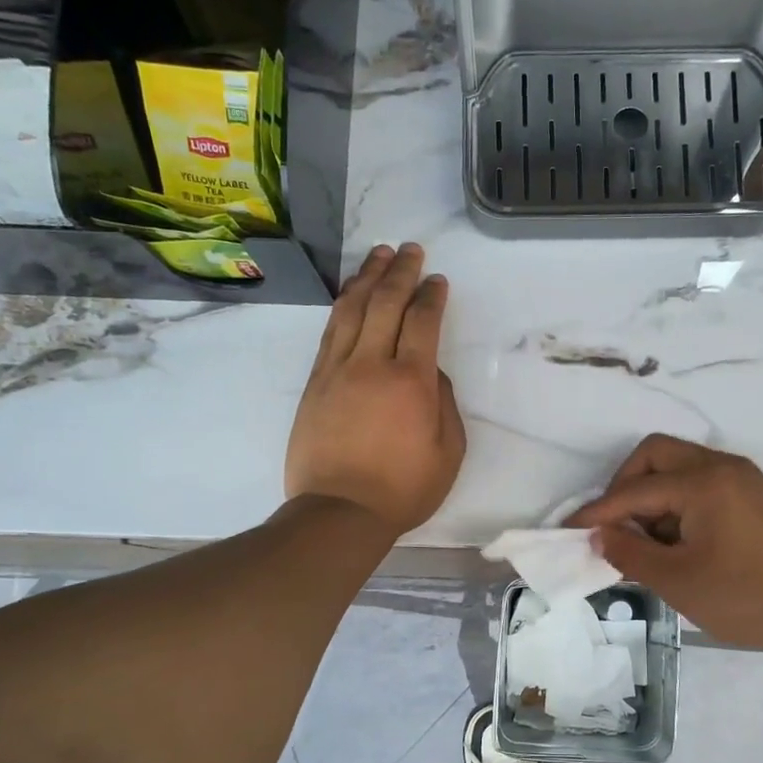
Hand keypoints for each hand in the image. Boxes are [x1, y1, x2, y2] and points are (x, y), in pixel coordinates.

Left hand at [286, 243, 465, 535]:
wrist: (339, 511)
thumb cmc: (403, 489)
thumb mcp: (448, 452)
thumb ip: (444, 403)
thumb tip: (430, 371)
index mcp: (411, 381)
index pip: (422, 321)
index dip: (431, 296)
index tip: (438, 280)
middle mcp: (372, 364)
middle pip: (385, 303)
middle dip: (401, 271)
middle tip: (411, 251)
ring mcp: (337, 370)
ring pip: (351, 309)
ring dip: (367, 278)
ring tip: (378, 255)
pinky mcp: (315, 383)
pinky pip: (329, 332)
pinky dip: (342, 306)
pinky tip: (350, 295)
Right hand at [568, 435, 762, 656]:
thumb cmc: (746, 598)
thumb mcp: (677, 580)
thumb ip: (629, 552)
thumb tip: (598, 535)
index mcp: (702, 482)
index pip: (633, 490)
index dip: (597, 512)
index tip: (568, 529)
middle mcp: (721, 466)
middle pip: (655, 455)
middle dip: (625, 487)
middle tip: (615, 528)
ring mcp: (741, 478)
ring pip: (678, 468)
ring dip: (652, 496)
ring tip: (647, 543)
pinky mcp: (752, 495)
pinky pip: (700, 484)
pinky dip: (677, 504)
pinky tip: (675, 541)